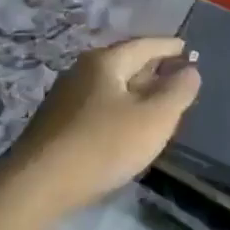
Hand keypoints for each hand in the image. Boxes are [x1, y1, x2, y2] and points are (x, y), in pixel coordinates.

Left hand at [5, 36, 200, 214]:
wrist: (39, 184)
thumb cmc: (104, 144)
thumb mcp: (154, 118)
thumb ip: (178, 92)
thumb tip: (190, 70)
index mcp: (105, 62)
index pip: (145, 45)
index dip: (169, 47)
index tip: (187, 49)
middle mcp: (82, 71)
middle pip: (125, 62)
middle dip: (152, 68)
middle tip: (176, 75)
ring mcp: (66, 97)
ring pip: (110, 85)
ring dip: (135, 90)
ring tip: (156, 102)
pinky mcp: (57, 123)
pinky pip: (98, 105)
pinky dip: (119, 107)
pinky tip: (126, 125)